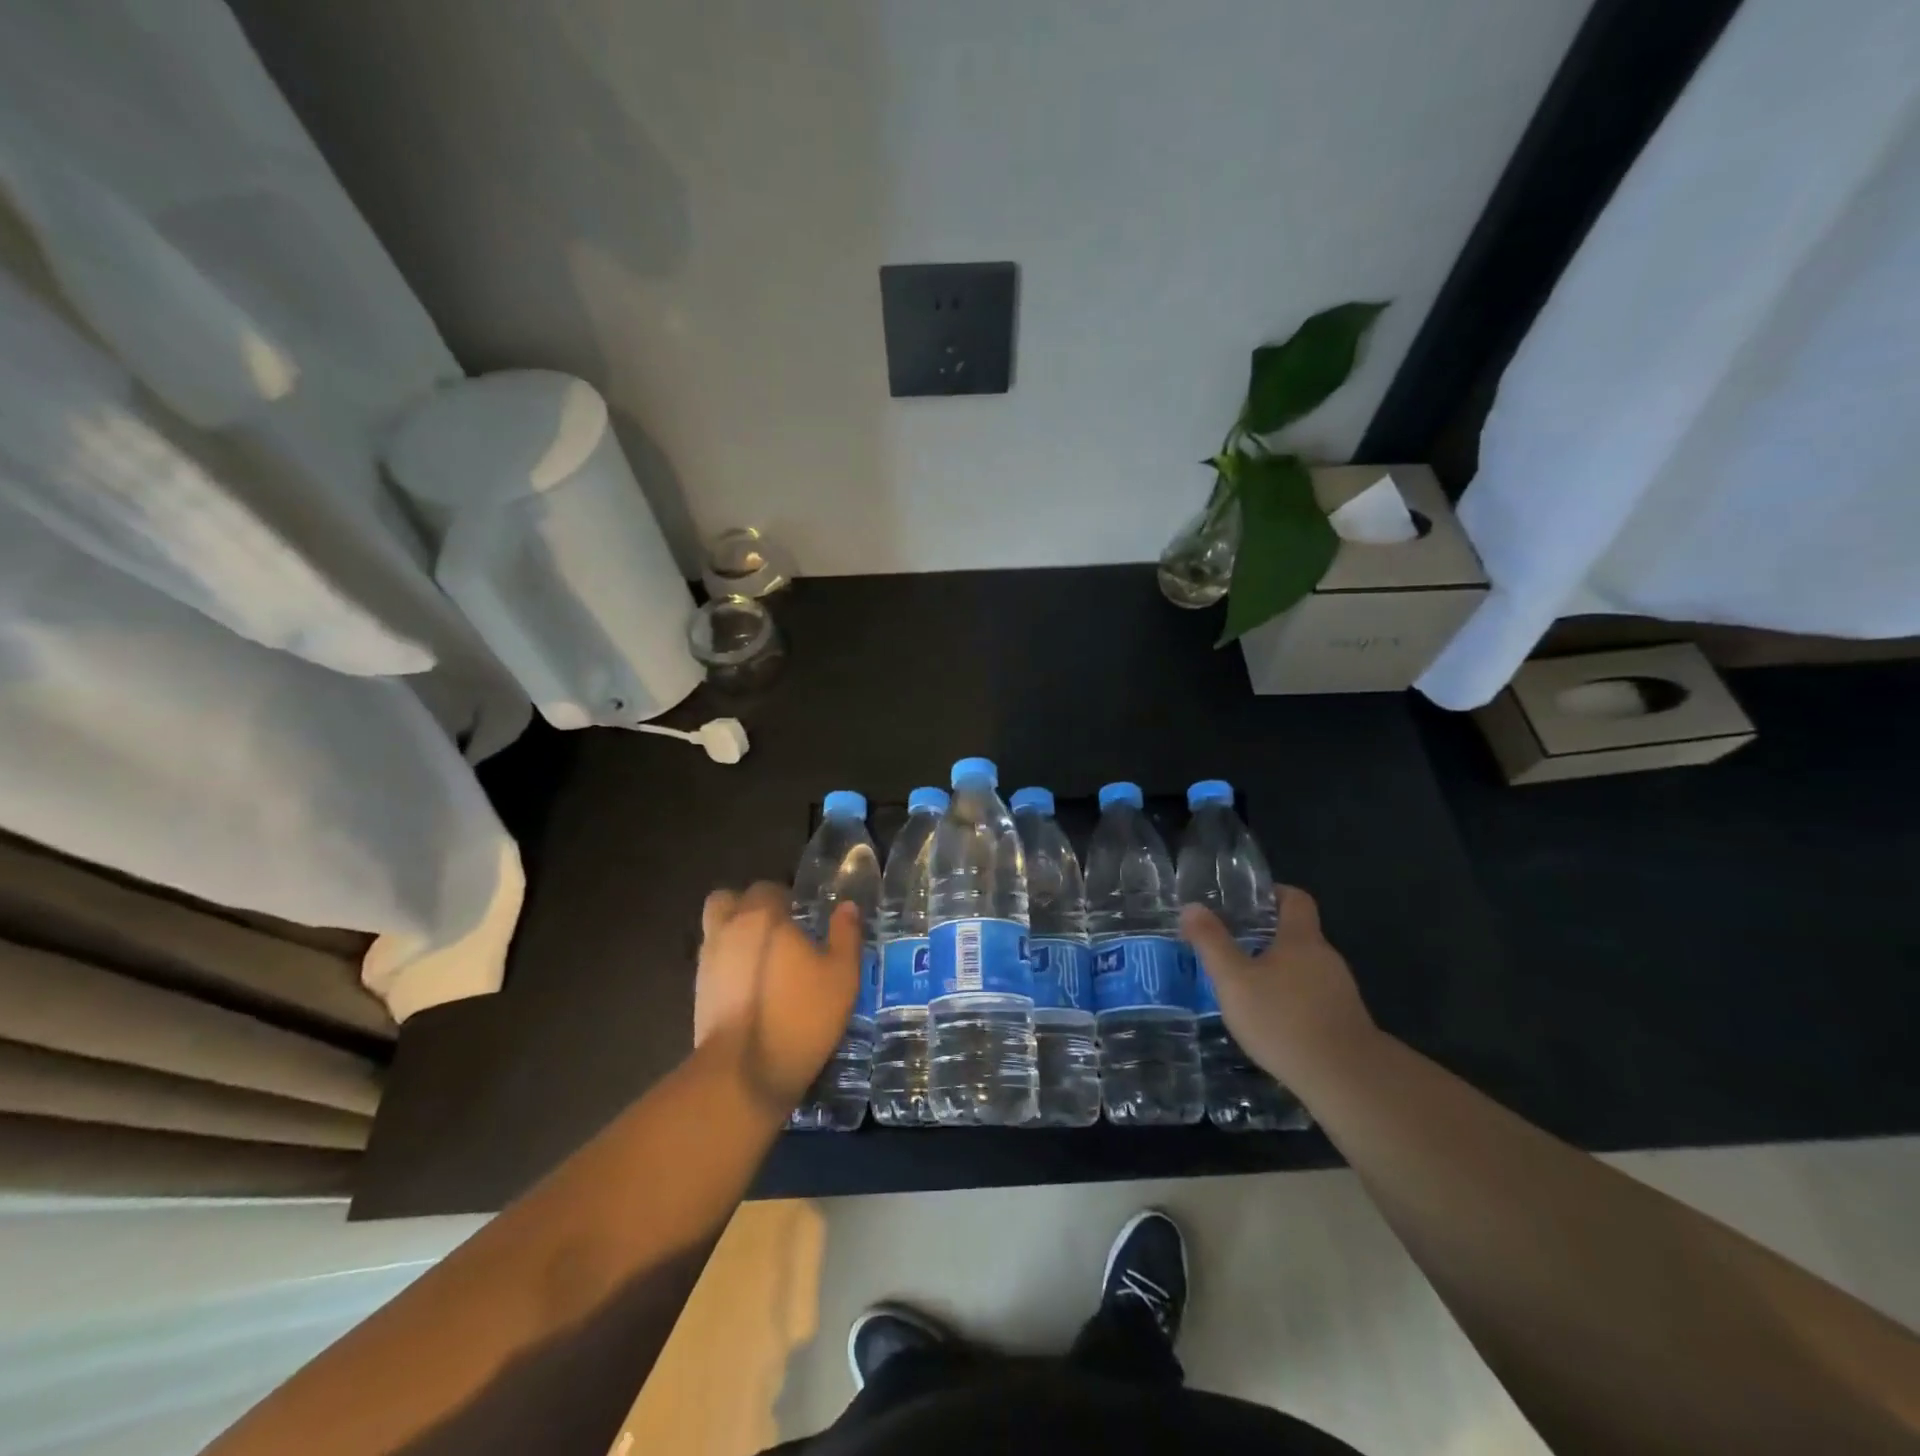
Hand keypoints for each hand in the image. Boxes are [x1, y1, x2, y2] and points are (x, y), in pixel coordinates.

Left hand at [693, 882, 860, 1115]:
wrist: (745, 1073)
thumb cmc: (800, 1014)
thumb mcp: (842, 975)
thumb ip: (845, 935)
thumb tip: (847, 907)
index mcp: (763, 917)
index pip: (767, 888)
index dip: (785, 898)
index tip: (803, 917)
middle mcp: (728, 930)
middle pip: (727, 900)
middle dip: (747, 907)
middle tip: (775, 929)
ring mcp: (707, 962)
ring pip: (715, 931)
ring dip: (734, 935)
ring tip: (765, 961)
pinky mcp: (699, 993)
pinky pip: (713, 963)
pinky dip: (728, 965)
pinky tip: (753, 988)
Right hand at [1180, 885, 1375, 1080]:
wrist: (1346, 1080)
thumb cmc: (1283, 1019)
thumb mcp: (1234, 980)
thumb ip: (1212, 942)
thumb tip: (1192, 907)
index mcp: (1302, 939)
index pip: (1295, 899)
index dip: (1274, 893)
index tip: (1249, 901)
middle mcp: (1326, 958)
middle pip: (1298, 935)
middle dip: (1267, 938)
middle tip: (1233, 948)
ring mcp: (1341, 992)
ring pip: (1305, 969)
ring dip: (1279, 972)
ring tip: (1246, 988)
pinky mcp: (1345, 1022)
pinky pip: (1313, 998)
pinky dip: (1292, 1001)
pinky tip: (1272, 1022)